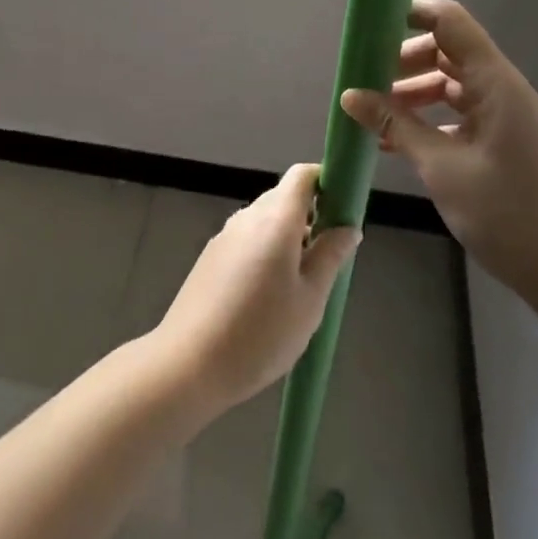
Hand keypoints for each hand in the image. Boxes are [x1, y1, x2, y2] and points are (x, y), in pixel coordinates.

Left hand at [151, 165, 359, 416]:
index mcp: (275, 219)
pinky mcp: (211, 255)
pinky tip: (271, 294)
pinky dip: (267, 250)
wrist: (189, 363)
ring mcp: (225, 235)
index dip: (326, 181)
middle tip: (330, 256)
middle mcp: (248, 216)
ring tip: (304, 283)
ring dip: (289, 236)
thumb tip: (348, 227)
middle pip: (284, 197)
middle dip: (311, 215)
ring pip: (265, 220)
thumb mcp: (310, 300)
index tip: (344, 208)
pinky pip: (248, 238)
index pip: (302, 176)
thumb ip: (330, 257)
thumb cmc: (260, 333)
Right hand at [340, 0, 537, 318]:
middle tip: (363, 79)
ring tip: (373, 116)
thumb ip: (396, 125)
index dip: (411, 11)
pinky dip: (427, 121)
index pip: (450, 22)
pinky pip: (459, 116)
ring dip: (412, 94)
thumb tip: (350, 95)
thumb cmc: (511, 214)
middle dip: (403, 59)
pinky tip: (396, 143)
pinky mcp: (503, 144)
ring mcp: (504, 118)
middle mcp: (501, 91)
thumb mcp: (443, 168)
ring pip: (450, 86)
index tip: (369, 20)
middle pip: (447, 52)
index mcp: (495, 83)